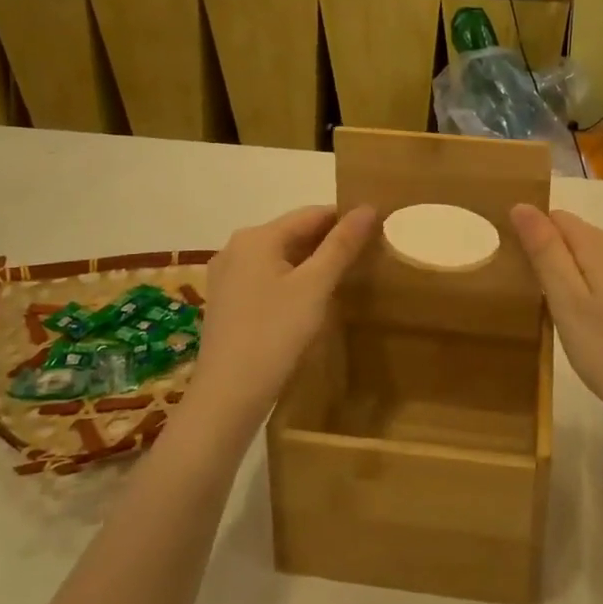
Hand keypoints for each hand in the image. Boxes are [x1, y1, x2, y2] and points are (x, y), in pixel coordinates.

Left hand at [189, 205, 376, 430]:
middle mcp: (236, 248)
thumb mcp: (315, 286)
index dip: (345, 219)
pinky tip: (311, 300)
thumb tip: (368, 207)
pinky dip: (291, 281)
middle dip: (328, 242)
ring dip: (311, 263)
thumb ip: (342, 245)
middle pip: (293, 234)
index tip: (376, 231)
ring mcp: (227, 277)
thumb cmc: (274, 333)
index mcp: (257, 237)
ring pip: (280, 258)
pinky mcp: (227, 303)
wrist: (228, 396)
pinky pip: (266, 279)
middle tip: (366, 257)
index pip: (311, 214)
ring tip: (344, 278)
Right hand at [509, 207, 602, 428]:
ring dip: (568, 274)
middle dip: (548, 255)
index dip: (532, 235)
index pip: (556, 218)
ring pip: (590, 257)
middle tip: (531, 297)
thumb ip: (545, 251)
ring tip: (552, 312)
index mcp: (602, 245)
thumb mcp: (567, 301)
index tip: (517, 270)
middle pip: (574, 235)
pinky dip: (588, 289)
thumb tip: (522, 206)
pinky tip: (583, 322)